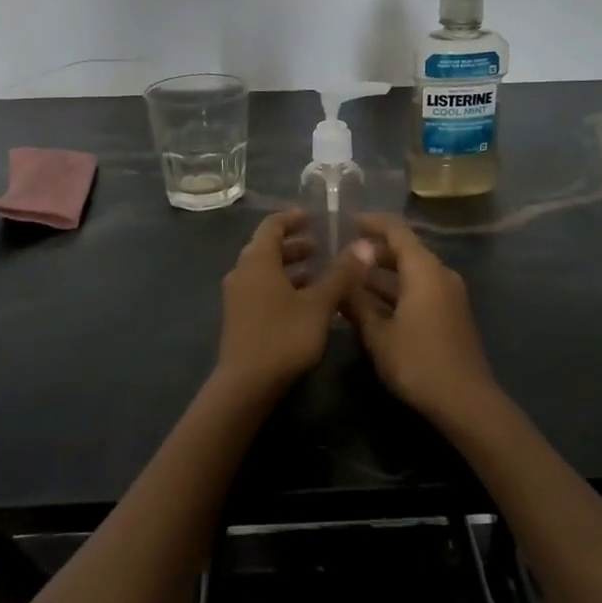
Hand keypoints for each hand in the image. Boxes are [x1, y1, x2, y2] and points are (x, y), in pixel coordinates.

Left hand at [214, 209, 374, 398]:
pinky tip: (304, 301)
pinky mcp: (239, 317)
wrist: (246, 385)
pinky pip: (261, 288)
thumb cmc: (284, 337)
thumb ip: (341, 274)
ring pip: (264, 270)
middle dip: (294, 244)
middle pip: (266, 247)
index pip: (272, 225)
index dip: (292, 218)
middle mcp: (242, 272)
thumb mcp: (319, 304)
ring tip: (318, 272)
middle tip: (321, 245)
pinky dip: (281, 285)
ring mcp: (237, 296)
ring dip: (289, 267)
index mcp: (258, 260)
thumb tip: (364, 245)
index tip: (313, 217)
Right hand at [344, 214, 500, 421]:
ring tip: (351, 281)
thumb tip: (342, 275)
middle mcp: (440, 274)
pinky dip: (397, 290)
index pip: (396, 231)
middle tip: (343, 257)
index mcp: (424, 270)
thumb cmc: (418, 362)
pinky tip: (373, 305)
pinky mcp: (452, 314)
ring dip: (384, 274)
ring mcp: (449, 294)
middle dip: (374, 251)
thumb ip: (357, 301)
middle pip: (406, 250)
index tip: (348, 222)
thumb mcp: (378, 334)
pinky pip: (421, 289)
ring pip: (412, 272)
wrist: (465, 401)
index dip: (371, 223)